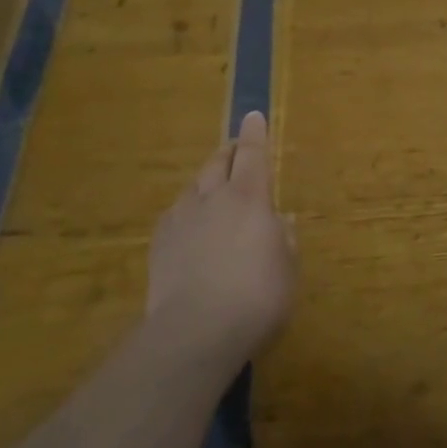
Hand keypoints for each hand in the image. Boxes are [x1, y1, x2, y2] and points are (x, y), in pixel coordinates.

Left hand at [144, 112, 293, 374]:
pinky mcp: (158, 244)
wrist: (195, 331)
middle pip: (218, 163)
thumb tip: (280, 220)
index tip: (254, 115)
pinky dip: (187, 212)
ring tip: (213, 190)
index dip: (255, 134)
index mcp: (249, 198)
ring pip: (193, 187)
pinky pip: (175, 214)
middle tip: (236, 150)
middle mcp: (212, 199)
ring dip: (206, 181)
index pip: (253, 155)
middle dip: (229, 152)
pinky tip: (190, 227)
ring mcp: (180, 220)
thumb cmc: (257, 297)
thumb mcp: (288, 267)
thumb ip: (285, 238)